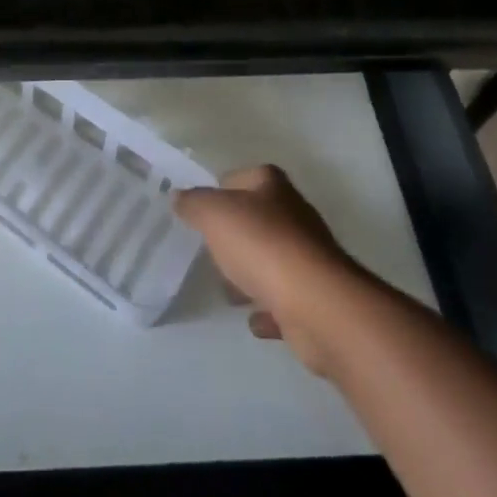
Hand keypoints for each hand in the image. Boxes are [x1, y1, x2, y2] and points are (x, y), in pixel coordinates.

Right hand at [174, 165, 362, 376]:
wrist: (317, 305)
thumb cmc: (262, 246)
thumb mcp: (214, 214)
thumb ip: (194, 204)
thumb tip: (179, 197)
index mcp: (273, 187)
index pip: (243, 177)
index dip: (221, 190)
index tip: (200, 211)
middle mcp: (294, 215)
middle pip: (258, 219)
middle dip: (235, 235)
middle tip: (210, 250)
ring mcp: (309, 258)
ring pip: (271, 260)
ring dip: (252, 274)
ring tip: (227, 290)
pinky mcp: (316, 298)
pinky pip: (284, 301)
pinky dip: (269, 309)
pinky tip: (253, 319)